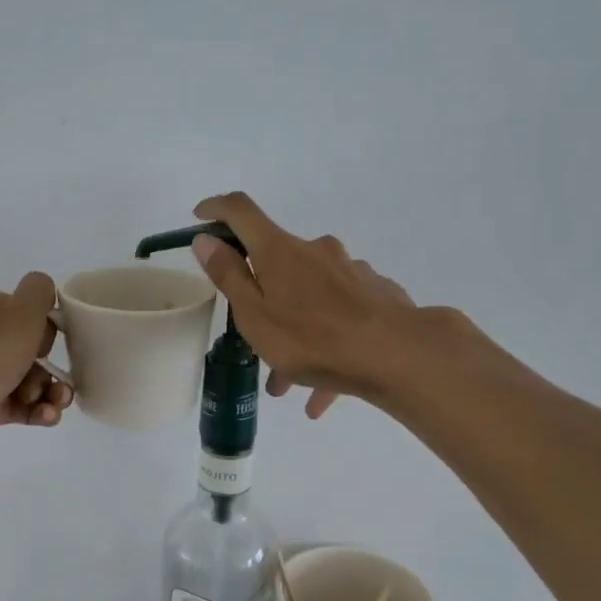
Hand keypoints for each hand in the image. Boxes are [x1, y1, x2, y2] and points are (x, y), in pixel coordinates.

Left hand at [0, 273, 75, 464]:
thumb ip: (39, 291)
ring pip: (28, 379)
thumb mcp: (22, 311)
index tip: (45, 343)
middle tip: (49, 377)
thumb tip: (45, 292)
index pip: (22, 310)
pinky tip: (47, 416)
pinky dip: (37, 410)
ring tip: (54, 403)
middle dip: (47, 366)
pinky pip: (20, 404)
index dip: (42, 327)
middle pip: (28, 348)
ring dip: (48, 391)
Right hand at [188, 193, 421, 417]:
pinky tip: (324, 392)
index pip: (240, 211)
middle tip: (254, 342)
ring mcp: (350, 272)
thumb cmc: (313, 338)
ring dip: (295, 334)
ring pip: (310, 300)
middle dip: (262, 301)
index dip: (216, 208)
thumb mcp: (255, 315)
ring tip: (289, 383)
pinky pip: (340, 319)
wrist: (400, 356)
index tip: (200, 217)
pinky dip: (326, 347)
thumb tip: (206, 239)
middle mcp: (316, 251)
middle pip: (278, 266)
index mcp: (279, 251)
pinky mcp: (376, 296)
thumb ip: (229, 276)